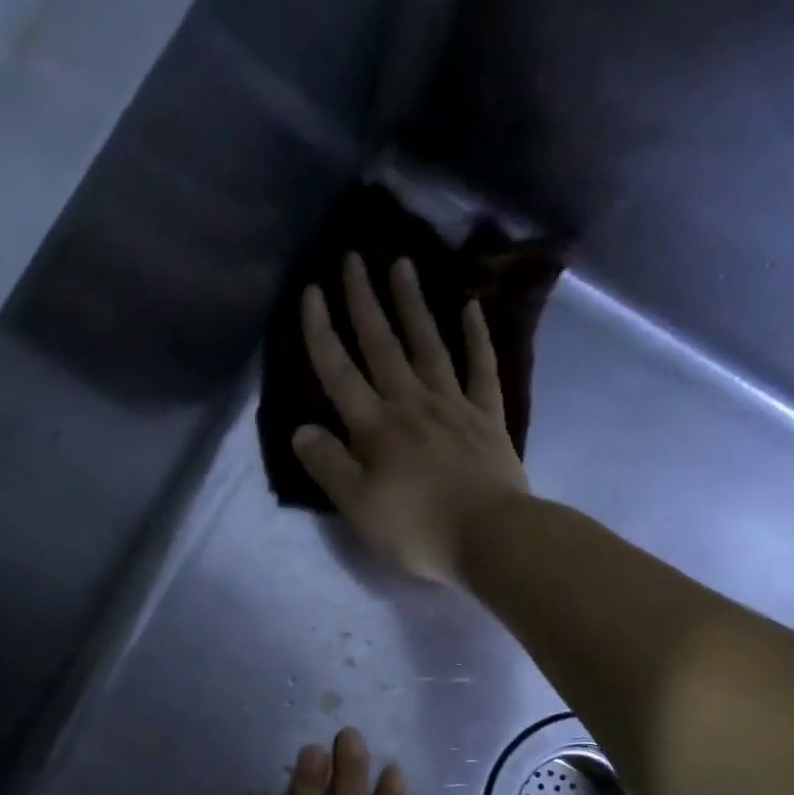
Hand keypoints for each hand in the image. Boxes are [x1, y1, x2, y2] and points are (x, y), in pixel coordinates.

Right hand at [295, 253, 531, 585]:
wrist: (492, 538)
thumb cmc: (419, 530)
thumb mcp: (359, 508)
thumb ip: (328, 466)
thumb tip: (301, 430)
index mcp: (376, 427)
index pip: (339, 372)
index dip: (321, 331)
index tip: (311, 290)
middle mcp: (412, 404)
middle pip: (382, 345)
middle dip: (363, 300)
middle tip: (353, 256)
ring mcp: (454, 406)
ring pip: (429, 345)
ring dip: (412, 305)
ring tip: (402, 264)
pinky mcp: (488, 418)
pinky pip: (481, 368)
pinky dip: (477, 337)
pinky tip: (472, 308)